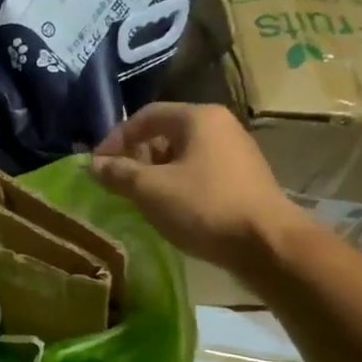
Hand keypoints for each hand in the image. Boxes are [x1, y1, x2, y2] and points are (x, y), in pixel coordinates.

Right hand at [90, 103, 306, 269]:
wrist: (267, 244)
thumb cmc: (204, 207)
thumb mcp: (151, 190)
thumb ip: (118, 173)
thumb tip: (93, 165)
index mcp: (198, 118)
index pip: (145, 116)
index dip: (115, 139)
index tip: (97, 166)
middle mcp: (220, 127)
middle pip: (165, 133)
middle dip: (135, 157)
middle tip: (116, 183)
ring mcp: (235, 153)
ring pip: (182, 155)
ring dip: (154, 174)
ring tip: (138, 199)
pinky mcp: (243, 179)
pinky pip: (199, 173)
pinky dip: (177, 185)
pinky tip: (168, 209)